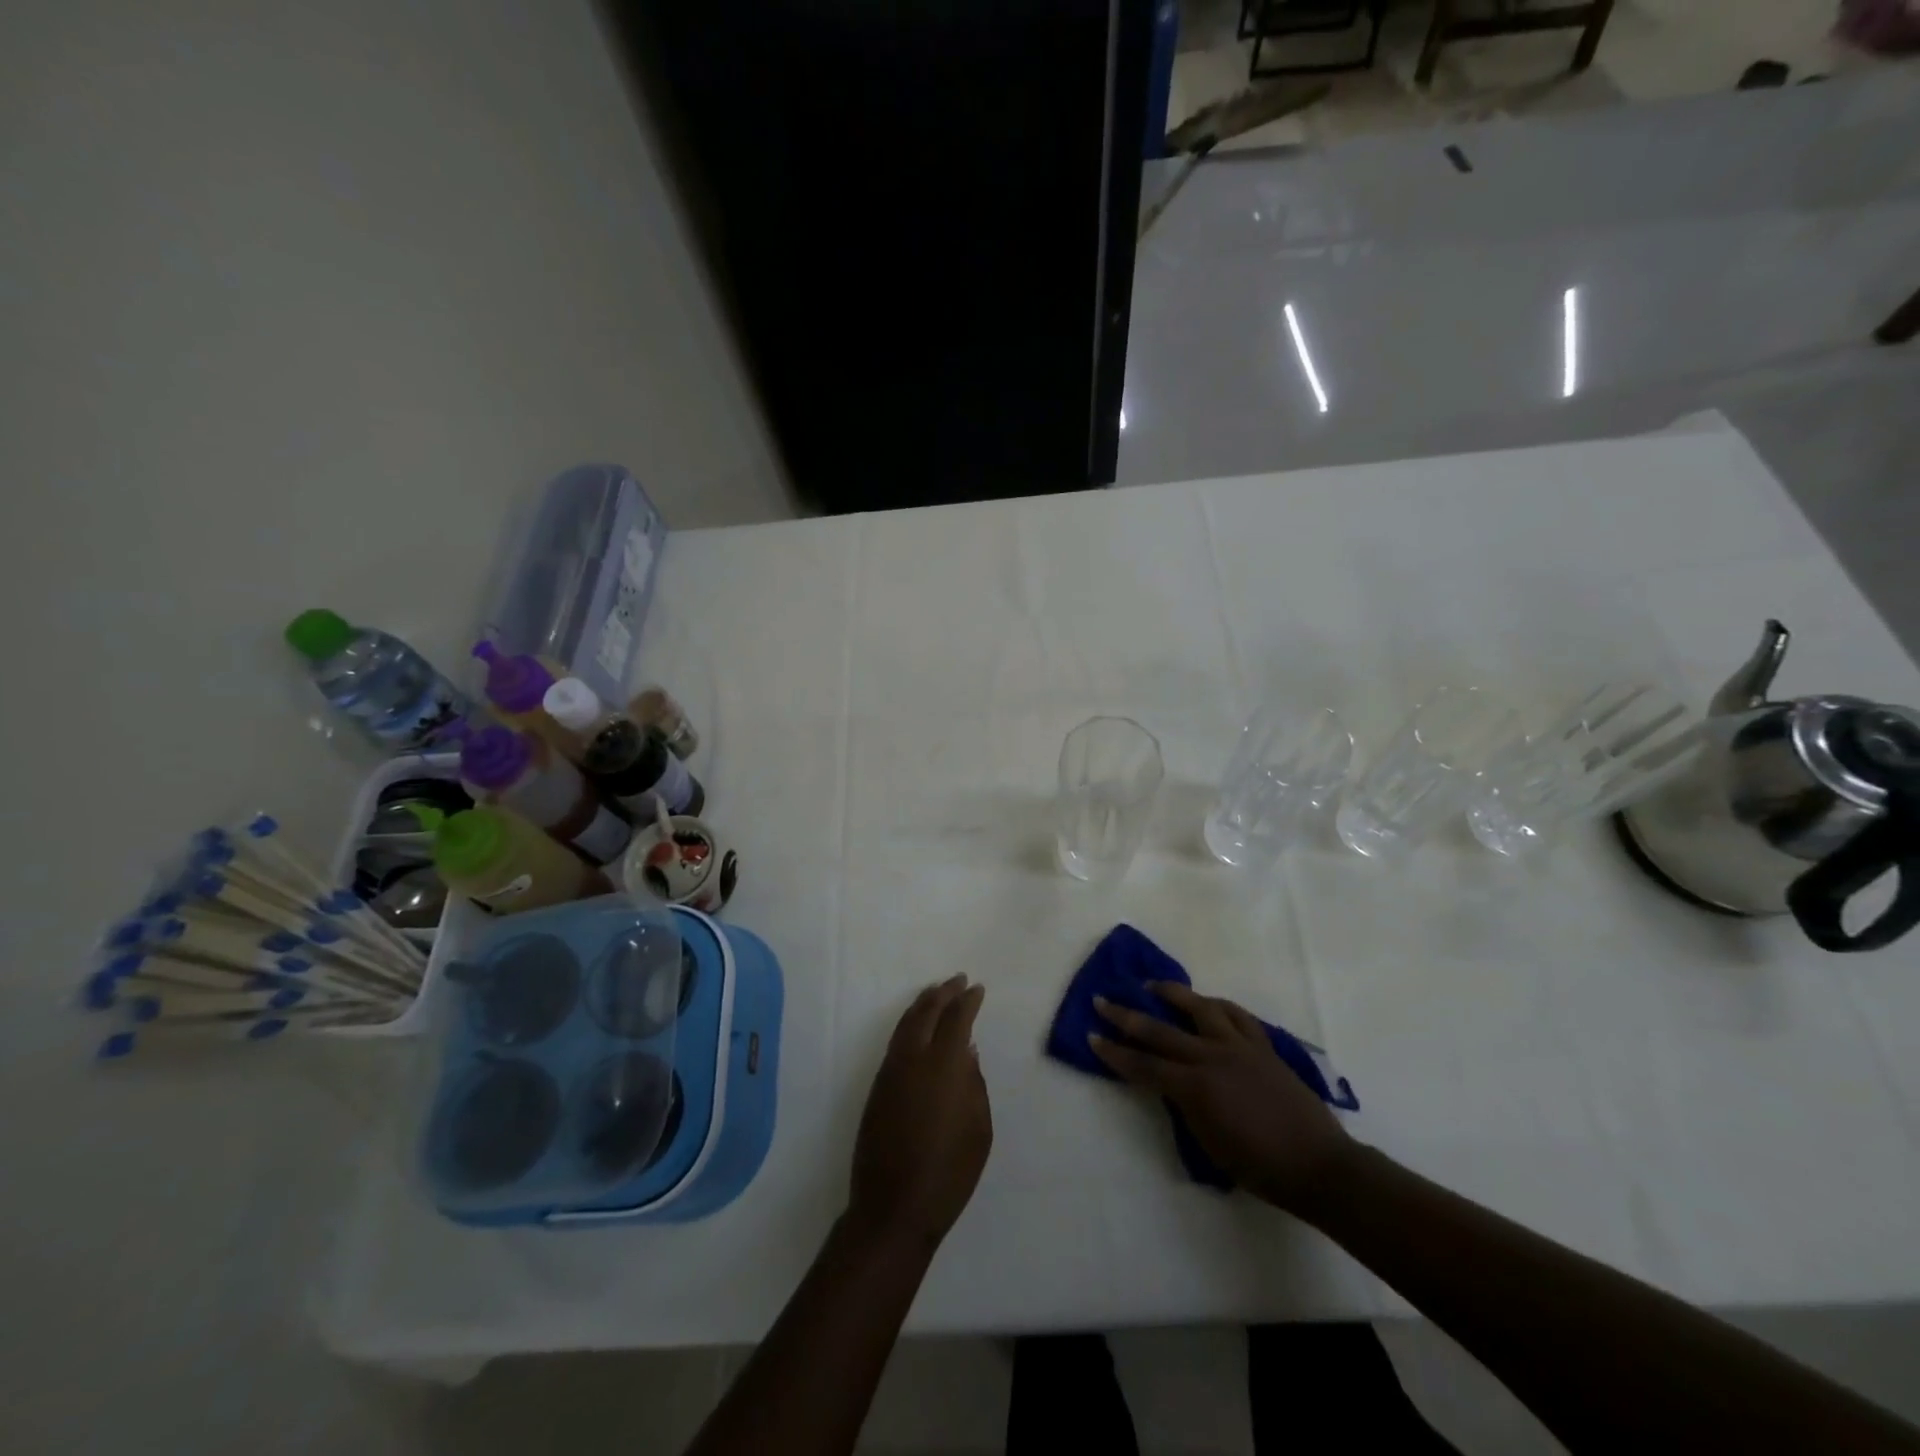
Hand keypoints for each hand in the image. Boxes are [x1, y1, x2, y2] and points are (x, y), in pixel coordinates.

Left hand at [849, 974, 992, 1247]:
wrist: (893, 1208)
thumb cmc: (949, 1173)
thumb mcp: (979, 1130)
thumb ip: (974, 1084)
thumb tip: (967, 1052)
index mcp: (942, 1067)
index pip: (956, 1019)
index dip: (968, 1001)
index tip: (978, 989)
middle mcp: (912, 1059)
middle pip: (926, 1012)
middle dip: (943, 992)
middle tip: (958, 980)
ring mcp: (890, 1072)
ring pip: (906, 1024)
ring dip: (923, 1004)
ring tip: (937, 994)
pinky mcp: (877, 1087)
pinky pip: (896, 1042)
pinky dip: (909, 1024)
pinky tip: (918, 1028)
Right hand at [1089, 982, 1350, 1213]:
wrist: (1317, 1164)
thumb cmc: (1260, 1168)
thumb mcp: (1209, 1143)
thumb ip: (1185, 1106)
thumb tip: (1172, 1084)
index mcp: (1194, 1088)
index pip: (1143, 1066)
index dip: (1114, 1053)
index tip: (1092, 1037)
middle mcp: (1211, 1057)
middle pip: (1160, 1031)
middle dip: (1126, 1016)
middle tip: (1102, 1001)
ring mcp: (1238, 1046)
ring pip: (1199, 1007)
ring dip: (1172, 994)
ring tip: (1153, 985)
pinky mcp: (1262, 1045)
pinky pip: (1236, 1015)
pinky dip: (1216, 1005)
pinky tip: (1206, 1003)